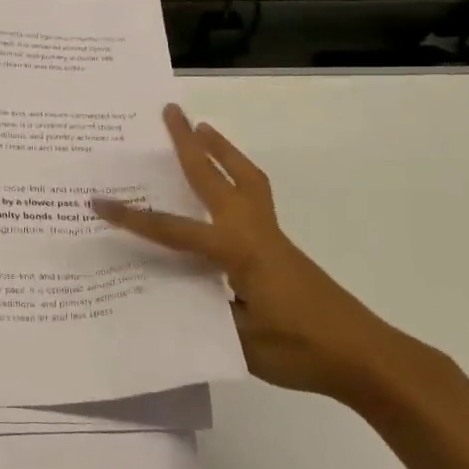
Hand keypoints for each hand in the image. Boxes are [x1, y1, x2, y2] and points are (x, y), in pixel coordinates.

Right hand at [92, 105, 412, 401]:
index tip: (100, 203)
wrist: (368, 357)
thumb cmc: (302, 351)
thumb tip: (172, 295)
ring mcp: (270, 236)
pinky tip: (227, 185)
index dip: (133, 218)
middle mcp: (252, 233)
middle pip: (215, 177)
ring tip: (203, 127)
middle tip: (171, 110)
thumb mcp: (241, 342)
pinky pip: (254, 196)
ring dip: (222, 150)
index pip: (173, 230)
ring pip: (244, 178)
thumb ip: (204, 313)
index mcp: (236, 252)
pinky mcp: (280, 246)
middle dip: (190, 143)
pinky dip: (237, 175)